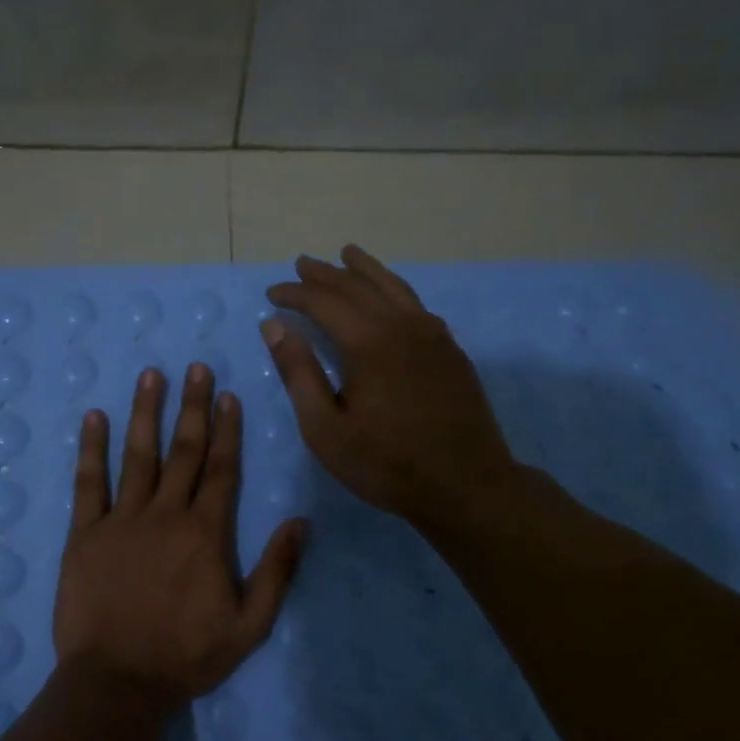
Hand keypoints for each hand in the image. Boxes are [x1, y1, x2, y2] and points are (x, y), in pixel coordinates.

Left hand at [51, 363, 305, 709]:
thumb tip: (301, 521)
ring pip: (137, 455)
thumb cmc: (186, 657)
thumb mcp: (250, 625)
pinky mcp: (83, 534)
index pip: (221, 469)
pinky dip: (90, 448)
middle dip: (192, 406)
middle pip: (182, 451)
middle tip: (196, 367)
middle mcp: (165, 515)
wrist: (117, 683)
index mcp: (205, 533)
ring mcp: (121, 520)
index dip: (226, 429)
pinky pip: (88, 483)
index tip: (227, 394)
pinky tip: (94, 417)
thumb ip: (277, 571)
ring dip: (145, 412)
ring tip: (151, 375)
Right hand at [262, 245, 518, 532]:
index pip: (324, 302)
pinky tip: (390, 297)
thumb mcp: (326, 428)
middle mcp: (402, 326)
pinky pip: (416, 305)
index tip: (272, 294)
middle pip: (358, 286)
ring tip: (347, 255)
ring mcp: (433, 335)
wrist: (467, 486)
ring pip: (394, 287)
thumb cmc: (386, 464)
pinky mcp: (451, 350)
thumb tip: (275, 326)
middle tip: (302, 264)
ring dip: (365, 270)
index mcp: (368, 342)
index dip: (295, 294)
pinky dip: (395, 291)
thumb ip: (299, 373)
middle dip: (325, 274)